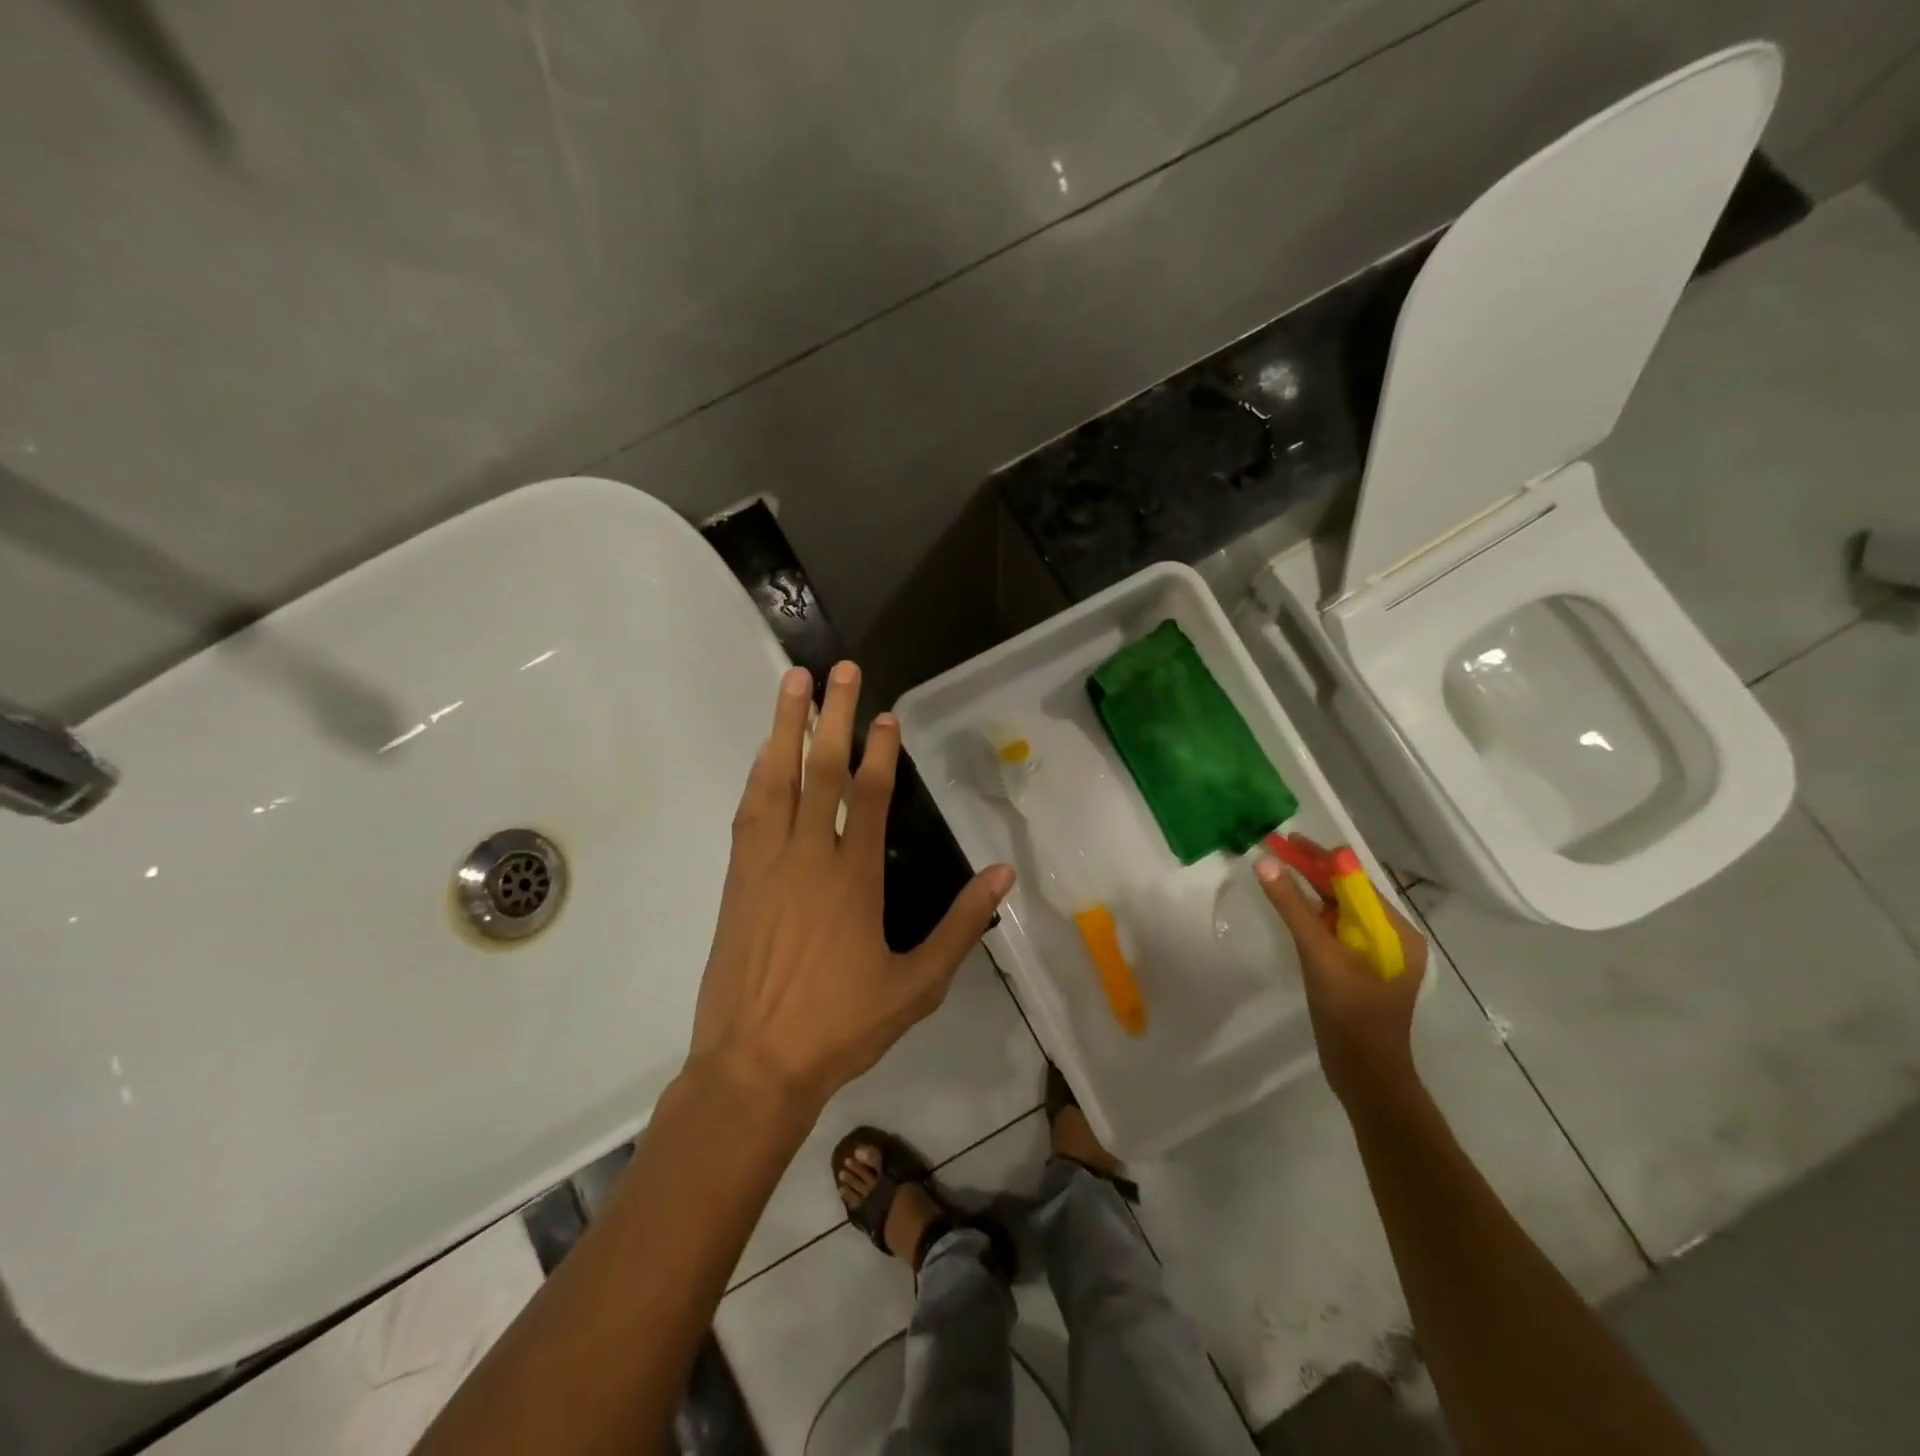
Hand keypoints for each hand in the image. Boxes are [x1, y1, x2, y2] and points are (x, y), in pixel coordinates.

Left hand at [687, 661, 1015, 1115]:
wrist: (755, 1065)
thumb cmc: (842, 1027)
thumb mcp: (918, 985)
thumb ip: (960, 926)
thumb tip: (1002, 875)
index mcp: (854, 879)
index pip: (870, 796)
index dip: (880, 751)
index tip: (886, 714)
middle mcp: (808, 858)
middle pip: (821, 771)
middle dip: (832, 715)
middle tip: (837, 670)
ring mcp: (766, 865)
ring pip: (776, 781)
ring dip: (785, 729)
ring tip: (791, 684)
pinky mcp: (737, 880)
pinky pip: (749, 812)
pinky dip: (759, 775)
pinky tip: (764, 755)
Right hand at [1256, 833, 1428, 1109]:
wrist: (1365, 1078)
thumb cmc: (1351, 1016)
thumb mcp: (1320, 956)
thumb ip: (1293, 908)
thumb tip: (1267, 862)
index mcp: (1396, 930)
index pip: (1354, 879)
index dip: (1318, 857)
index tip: (1283, 840)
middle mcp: (1391, 936)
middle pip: (1346, 892)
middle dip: (1310, 870)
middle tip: (1271, 850)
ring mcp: (1375, 955)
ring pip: (1337, 911)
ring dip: (1308, 891)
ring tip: (1274, 872)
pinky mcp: (1358, 970)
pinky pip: (1333, 932)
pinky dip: (1310, 916)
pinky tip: (1289, 910)